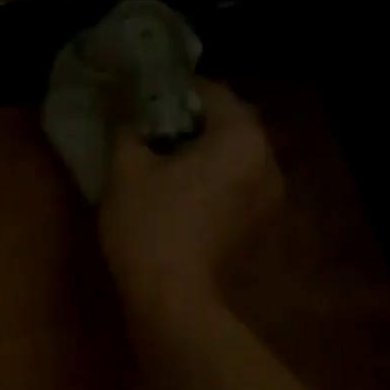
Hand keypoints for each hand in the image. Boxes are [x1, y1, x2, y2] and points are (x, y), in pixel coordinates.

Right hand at [98, 78, 282, 316]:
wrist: (172, 299)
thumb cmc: (150, 225)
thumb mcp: (127, 170)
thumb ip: (126, 129)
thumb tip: (121, 107)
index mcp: (242, 139)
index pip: (213, 93)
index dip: (175, 90)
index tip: (145, 96)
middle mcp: (268, 162)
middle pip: (229, 125)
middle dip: (191, 122)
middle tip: (151, 128)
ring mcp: (268, 198)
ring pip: (234, 158)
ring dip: (204, 153)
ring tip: (164, 160)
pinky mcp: (257, 227)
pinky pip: (236, 186)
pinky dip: (213, 180)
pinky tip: (181, 192)